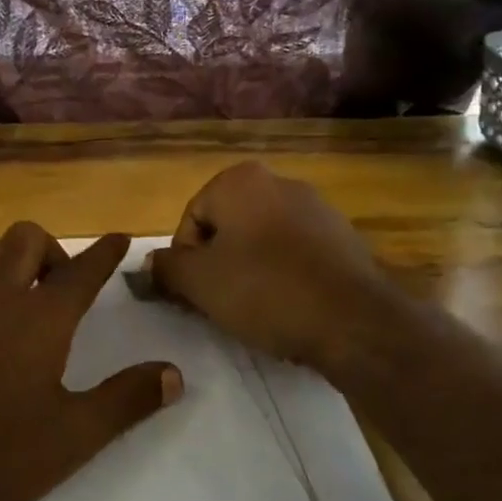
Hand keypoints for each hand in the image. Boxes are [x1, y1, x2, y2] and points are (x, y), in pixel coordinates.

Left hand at [0, 225, 179, 500]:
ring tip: (0, 286)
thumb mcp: (75, 437)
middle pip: (23, 240)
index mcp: (39, 318)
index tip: (118, 238)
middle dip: (47, 249)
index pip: (83, 270)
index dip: (106, 252)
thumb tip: (176, 373)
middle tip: (56, 282)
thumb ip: (128, 400)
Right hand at [147, 161, 404, 372]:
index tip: (193, 295)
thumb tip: (147, 265)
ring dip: (249, 272)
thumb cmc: (266, 290)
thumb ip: (166, 268)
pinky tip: (288, 308)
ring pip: (261, 242)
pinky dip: (284, 277)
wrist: (354, 320)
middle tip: (218, 304)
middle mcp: (280, 182)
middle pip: (227, 227)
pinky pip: (296, 255)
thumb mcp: (199, 282)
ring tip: (254, 311)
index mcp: (241, 180)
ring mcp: (317, 208)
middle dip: (217, 265)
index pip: (191, 219)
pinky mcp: (344, 238)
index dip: (184, 261)